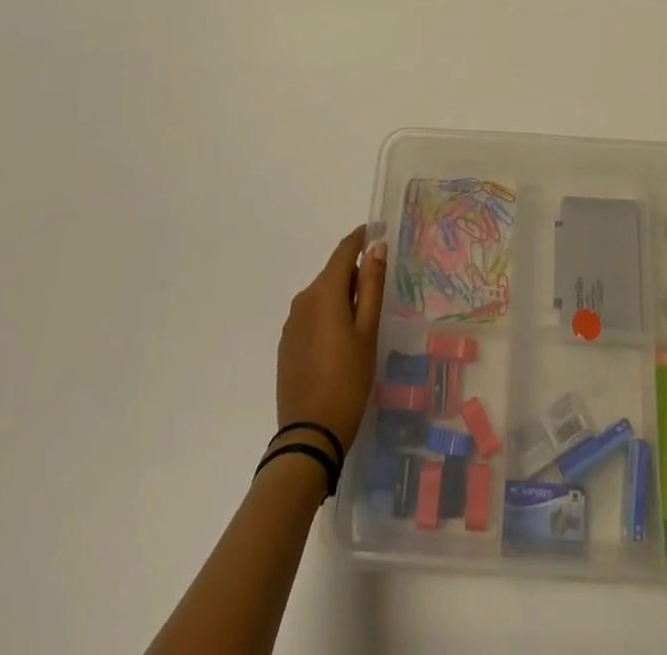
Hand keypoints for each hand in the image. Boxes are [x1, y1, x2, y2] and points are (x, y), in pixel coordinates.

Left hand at [275, 226, 386, 456]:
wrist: (309, 435)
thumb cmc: (348, 379)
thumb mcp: (368, 331)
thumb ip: (372, 286)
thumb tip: (376, 247)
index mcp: (324, 292)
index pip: (343, 251)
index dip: (361, 238)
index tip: (377, 231)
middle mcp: (302, 300)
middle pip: (332, 274)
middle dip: (355, 274)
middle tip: (380, 290)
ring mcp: (291, 323)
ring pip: (322, 296)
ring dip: (341, 297)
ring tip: (364, 320)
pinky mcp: (286, 344)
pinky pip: (311, 316)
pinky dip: (328, 316)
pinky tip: (341, 340)